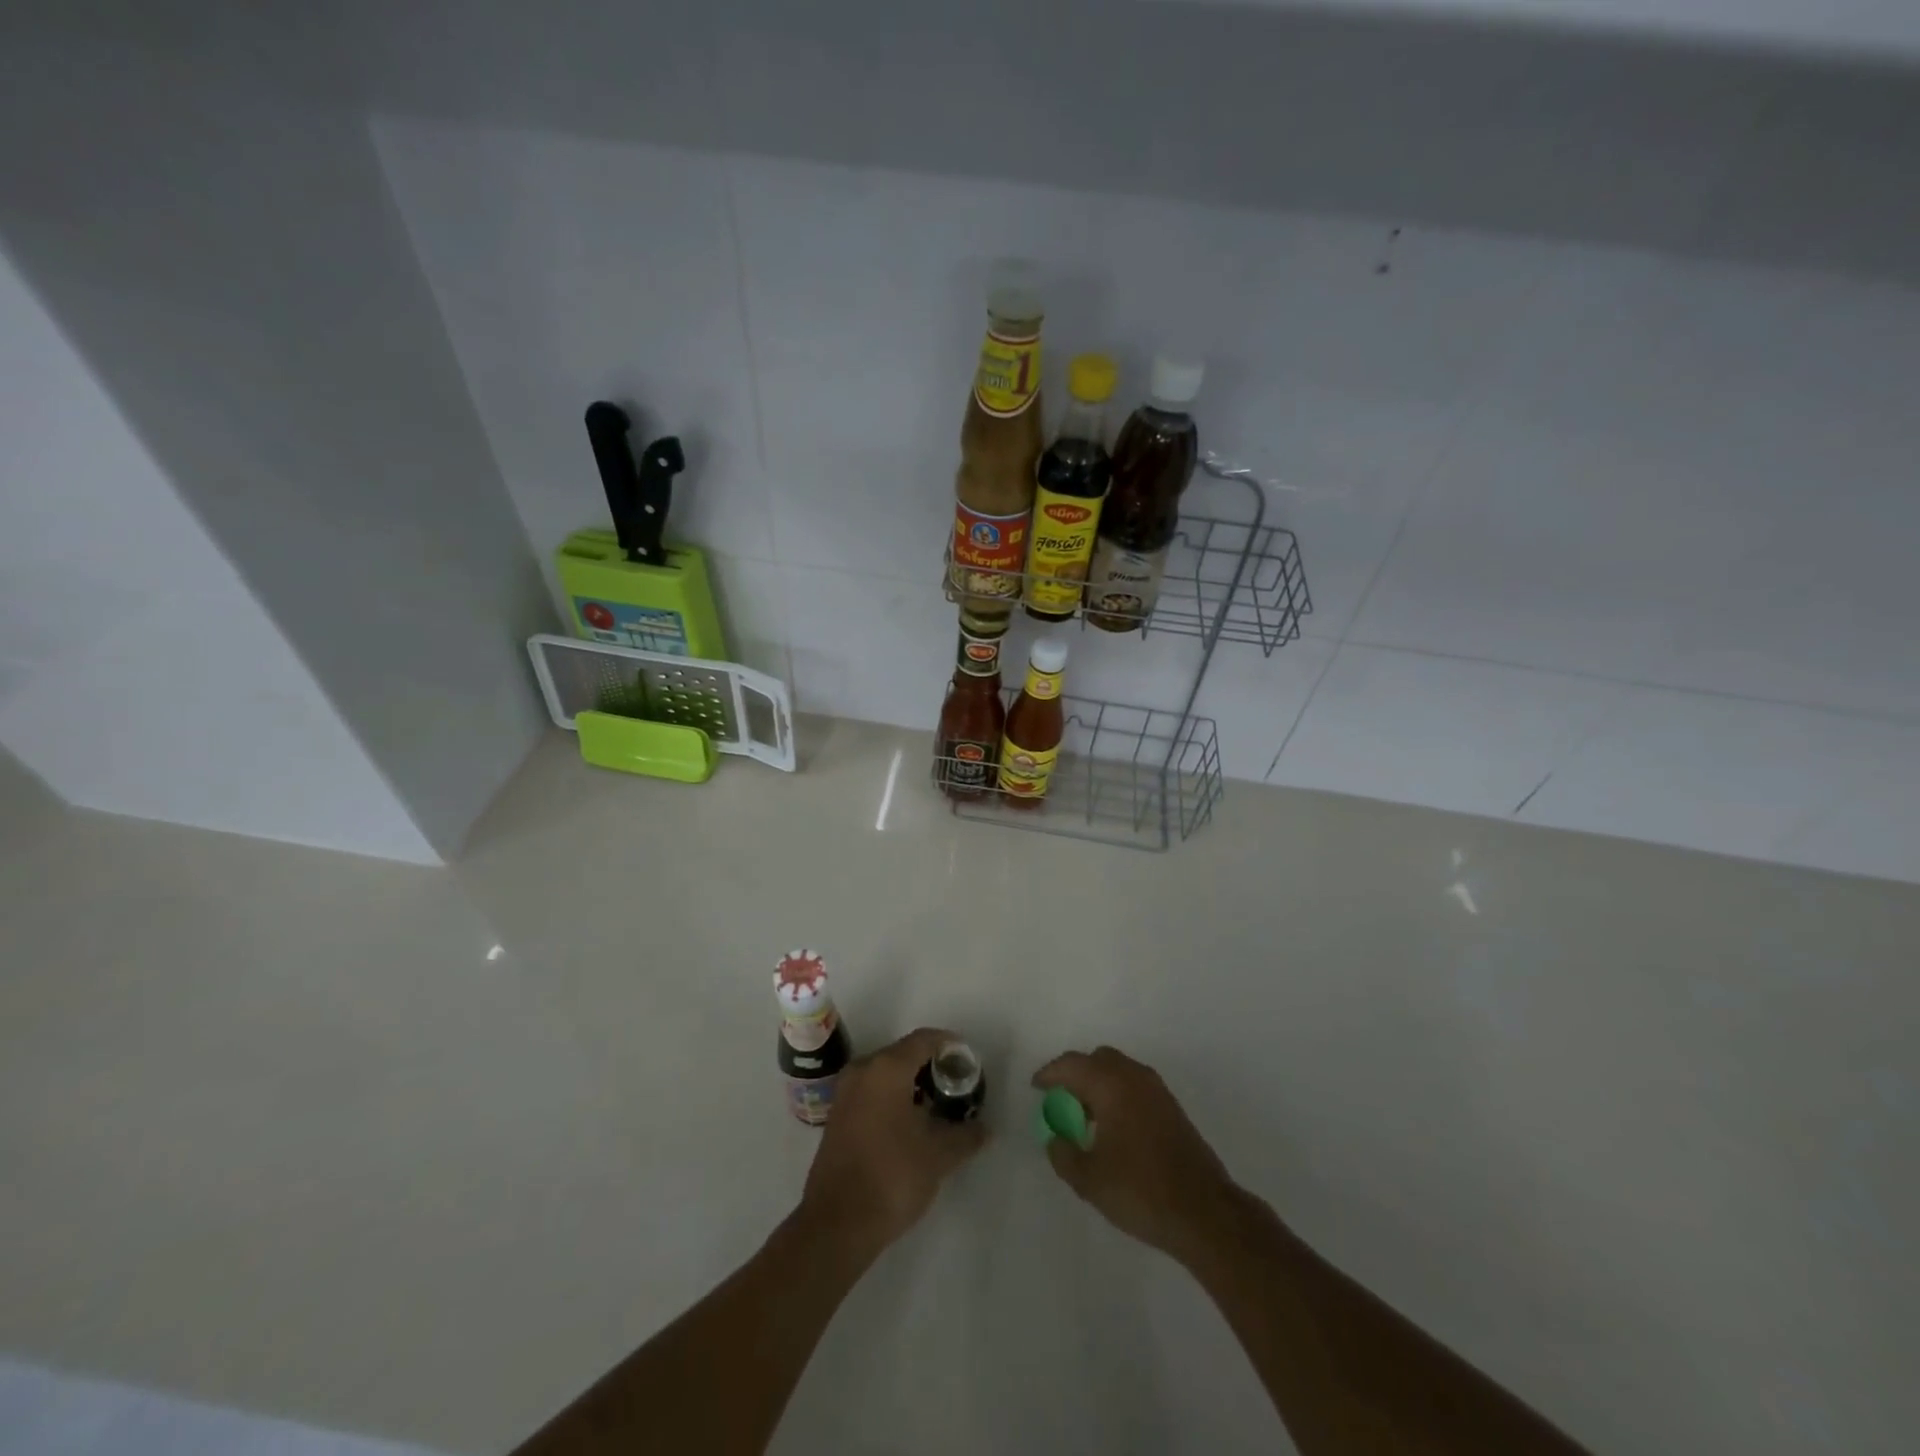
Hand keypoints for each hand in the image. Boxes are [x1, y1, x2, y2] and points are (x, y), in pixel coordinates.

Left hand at [799, 1028, 988, 1260]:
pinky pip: (871, 1092)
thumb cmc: (892, 1176)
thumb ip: (966, 1135)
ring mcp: (845, 1093)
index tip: (968, 1061)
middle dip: (931, 1066)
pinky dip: (892, 1097)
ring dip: (911, 1083)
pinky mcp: (837, 1116)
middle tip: (956, 1085)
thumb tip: (984, 1128)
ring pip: (885, 1074)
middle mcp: (863, 1070)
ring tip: (937, 1106)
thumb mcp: (939, 1156)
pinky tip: (910, 1124)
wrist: (837, 1224)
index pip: (924, 1040)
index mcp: (887, 1068)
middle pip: (903, 1053)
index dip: (949, 1045)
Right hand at [1032, 1045, 1237, 1263]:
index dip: (1049, 1073)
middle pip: (1097, 1059)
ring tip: (1084, 1117)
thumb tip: (1055, 1139)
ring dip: (1098, 1084)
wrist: (1204, 1212)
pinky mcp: (1172, 1108)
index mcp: (1111, 1084)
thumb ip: (1063, 1154)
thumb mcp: (1089, 1179)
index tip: (1036, 1088)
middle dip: (1076, 1074)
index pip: (1072, 1065)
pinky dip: (1117, 1094)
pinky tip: (1112, 1127)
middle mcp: (1134, 1077)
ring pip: (1119, 1071)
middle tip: (1060, 1100)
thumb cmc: (1140, 1191)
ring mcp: (1157, 1090)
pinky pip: (1135, 1086)